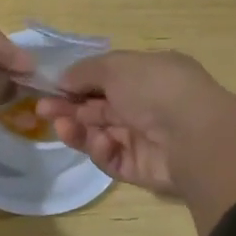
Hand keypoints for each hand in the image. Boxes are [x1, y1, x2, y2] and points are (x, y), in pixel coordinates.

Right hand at [35, 51, 223, 194]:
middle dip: (69, 107)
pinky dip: (102, 150)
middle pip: (99, 108)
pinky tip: (101, 143)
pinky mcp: (141, 169)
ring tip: (60, 126)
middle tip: (41, 109)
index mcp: (148, 75)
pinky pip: (112, 159)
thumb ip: (85, 71)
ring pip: (100, 134)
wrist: (195, 136)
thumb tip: (62, 79)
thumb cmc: (155, 88)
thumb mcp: (116, 66)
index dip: (77, 83)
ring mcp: (144, 139)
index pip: (106, 78)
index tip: (50, 87)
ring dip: (78, 129)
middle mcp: (147, 105)